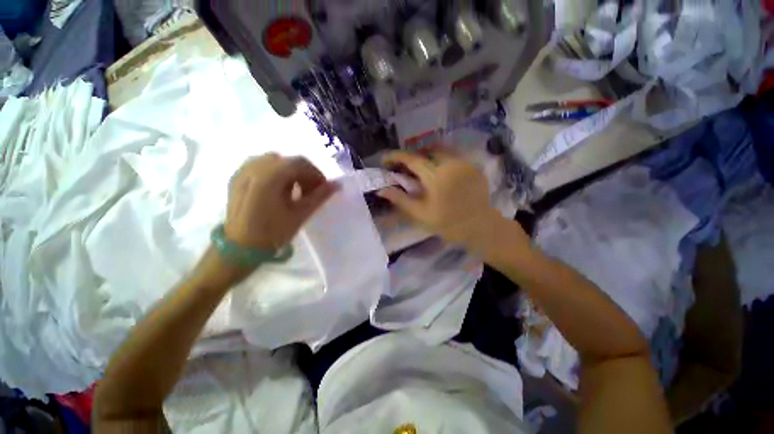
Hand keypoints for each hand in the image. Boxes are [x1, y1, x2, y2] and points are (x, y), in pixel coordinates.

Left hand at [224, 153, 338, 250]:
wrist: (240, 249)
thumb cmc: (272, 233)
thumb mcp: (300, 214)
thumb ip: (319, 196)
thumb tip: (337, 185)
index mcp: (269, 177)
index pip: (299, 163)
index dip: (316, 174)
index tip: (322, 189)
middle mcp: (253, 168)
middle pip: (287, 160)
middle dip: (303, 173)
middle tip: (309, 192)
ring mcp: (242, 172)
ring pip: (274, 161)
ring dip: (289, 172)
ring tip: (293, 191)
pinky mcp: (236, 178)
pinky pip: (260, 165)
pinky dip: (274, 172)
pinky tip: (277, 189)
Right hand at [377, 148, 508, 247]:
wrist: (480, 227)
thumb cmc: (448, 224)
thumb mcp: (421, 214)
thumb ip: (401, 199)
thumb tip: (381, 190)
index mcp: (436, 177)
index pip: (412, 160)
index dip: (396, 156)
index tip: (385, 159)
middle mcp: (451, 164)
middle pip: (425, 151)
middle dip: (412, 156)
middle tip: (404, 166)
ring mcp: (464, 163)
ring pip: (440, 151)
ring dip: (426, 156)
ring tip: (420, 167)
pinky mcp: (473, 166)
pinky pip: (453, 157)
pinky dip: (441, 160)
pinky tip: (438, 171)